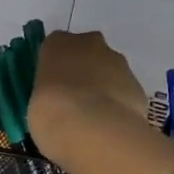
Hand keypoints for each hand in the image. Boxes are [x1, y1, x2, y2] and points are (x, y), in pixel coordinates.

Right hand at [29, 30, 147, 166]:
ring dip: (101, 87)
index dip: (54, 68)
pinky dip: (118, 103)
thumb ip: (48, 94)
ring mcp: (118, 62)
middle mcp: (90, 43)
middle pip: (85, 53)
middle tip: (72, 101)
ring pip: (108, 70)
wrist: (94, 129)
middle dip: (81, 72)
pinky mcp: (138, 84)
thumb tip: (56, 103)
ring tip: (92, 118)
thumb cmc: (51, 113)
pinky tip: (109, 124)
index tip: (51, 88)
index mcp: (57, 43)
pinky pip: (123, 90)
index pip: (54, 47)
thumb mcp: (35, 102)